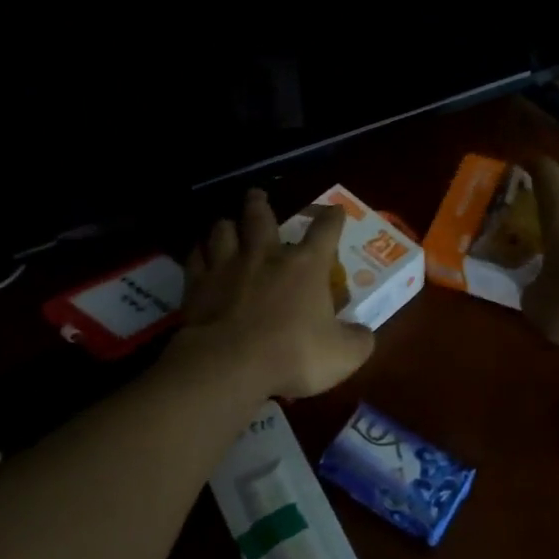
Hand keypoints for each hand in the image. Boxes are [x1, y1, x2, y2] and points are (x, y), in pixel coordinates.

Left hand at [174, 189, 376, 399]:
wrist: (230, 364)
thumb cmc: (293, 354)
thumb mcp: (342, 355)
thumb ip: (358, 340)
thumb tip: (363, 334)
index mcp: (306, 266)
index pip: (325, 231)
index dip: (333, 218)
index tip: (336, 211)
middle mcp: (266, 256)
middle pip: (261, 217)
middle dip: (260, 203)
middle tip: (257, 194)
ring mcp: (227, 267)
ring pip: (223, 230)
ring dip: (226, 225)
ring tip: (227, 224)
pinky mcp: (198, 285)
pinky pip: (195, 258)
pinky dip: (199, 252)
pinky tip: (199, 254)